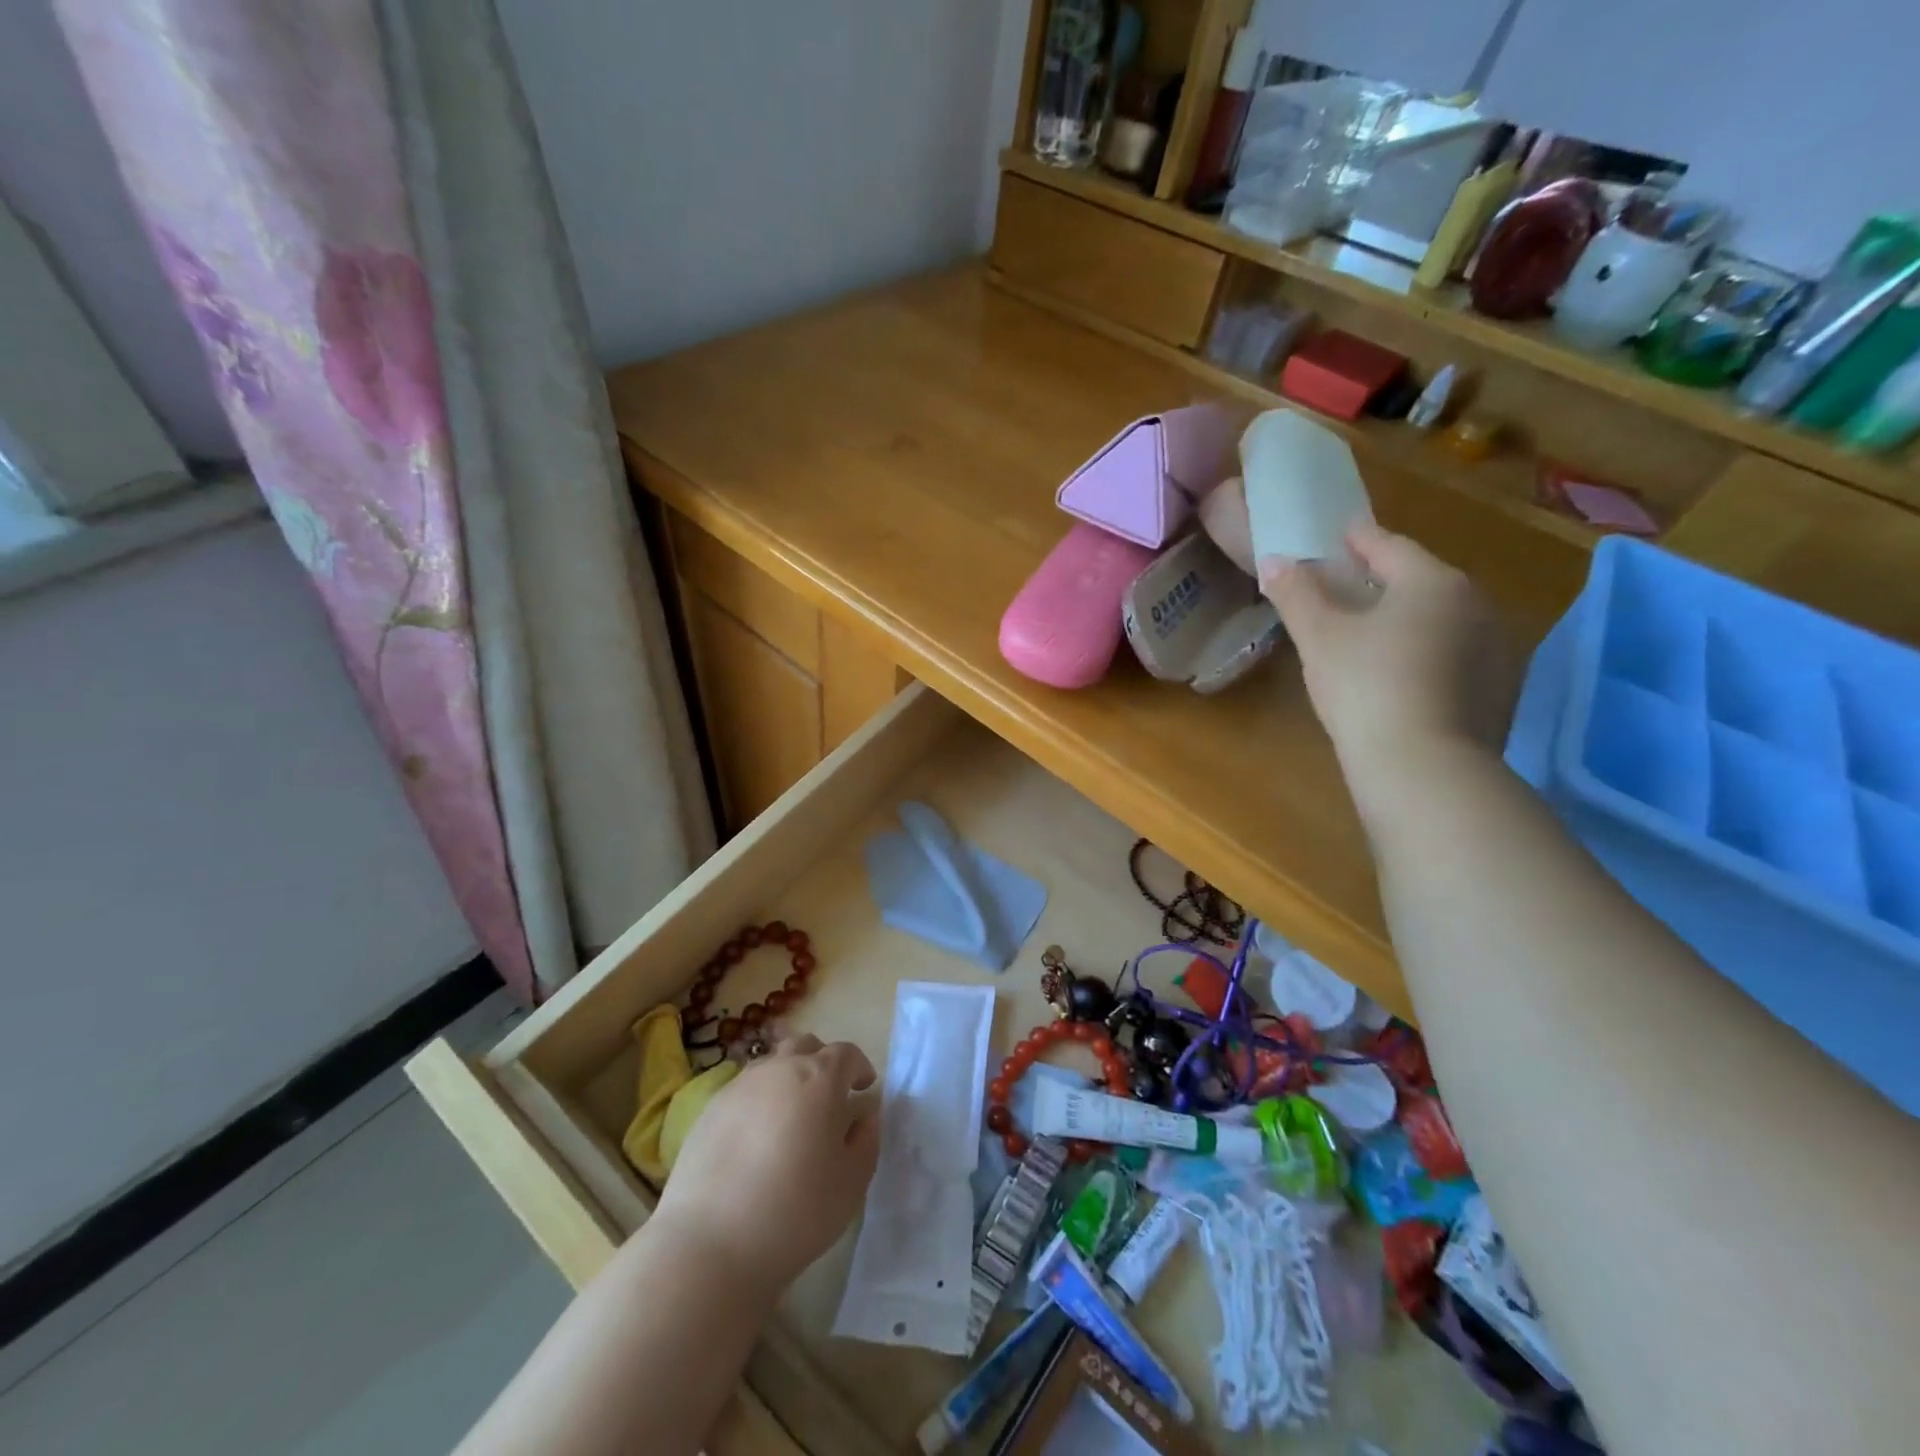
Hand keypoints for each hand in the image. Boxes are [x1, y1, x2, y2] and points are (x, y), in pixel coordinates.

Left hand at [652, 1035, 879, 1298]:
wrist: (711, 1242)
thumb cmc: (797, 1210)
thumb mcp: (852, 1182)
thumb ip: (866, 1140)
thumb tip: (862, 1117)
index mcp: (821, 1077)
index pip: (846, 1054)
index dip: (859, 1068)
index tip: (863, 1089)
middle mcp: (780, 1068)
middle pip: (806, 1047)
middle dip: (822, 1063)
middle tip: (828, 1098)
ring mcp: (741, 1085)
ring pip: (772, 1065)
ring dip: (788, 1080)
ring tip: (791, 1118)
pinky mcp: (709, 1109)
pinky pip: (744, 1091)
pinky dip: (758, 1102)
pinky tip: (756, 1139)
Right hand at [1260, 523, 1518, 821]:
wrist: (1424, 768)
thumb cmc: (1366, 687)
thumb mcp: (1319, 638)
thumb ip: (1296, 594)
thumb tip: (1274, 560)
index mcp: (1433, 582)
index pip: (1389, 546)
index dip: (1357, 540)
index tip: (1337, 536)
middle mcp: (1475, 605)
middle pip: (1420, 581)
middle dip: (1383, 580)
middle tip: (1346, 587)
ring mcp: (1495, 649)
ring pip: (1440, 620)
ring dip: (1407, 618)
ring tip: (1370, 634)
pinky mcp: (1499, 690)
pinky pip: (1453, 656)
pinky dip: (1425, 654)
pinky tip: (1399, 676)